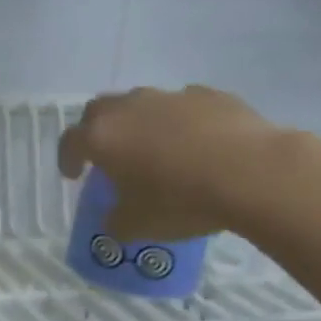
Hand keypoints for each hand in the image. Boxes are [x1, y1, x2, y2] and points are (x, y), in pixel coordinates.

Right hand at [56, 85, 286, 239]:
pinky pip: (183, 106)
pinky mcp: (209, 95)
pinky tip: (198, 144)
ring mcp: (170, 96)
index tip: (74, 176)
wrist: (253, 173)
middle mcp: (129, 108)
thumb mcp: (139, 225)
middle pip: (99, 111)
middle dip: (97, 131)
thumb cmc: (182, 200)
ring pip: (141, 103)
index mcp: (102, 137)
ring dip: (139, 122)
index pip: (69, 141)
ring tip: (156, 149)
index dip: (67, 159)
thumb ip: (117, 221)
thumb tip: (115, 220)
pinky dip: (181, 121)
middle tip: (107, 155)